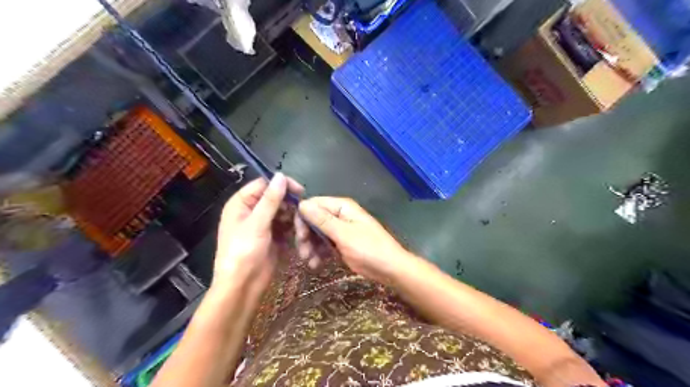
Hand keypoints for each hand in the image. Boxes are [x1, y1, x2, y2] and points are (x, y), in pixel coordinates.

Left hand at [216, 174, 301, 294]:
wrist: (243, 286)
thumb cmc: (243, 252)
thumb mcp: (256, 223)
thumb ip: (270, 199)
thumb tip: (281, 175)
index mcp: (241, 204)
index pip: (263, 185)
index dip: (281, 185)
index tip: (300, 191)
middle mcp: (252, 211)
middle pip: (276, 199)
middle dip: (290, 204)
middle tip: (303, 212)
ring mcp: (264, 225)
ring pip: (284, 212)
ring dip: (293, 218)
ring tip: (300, 227)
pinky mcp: (274, 237)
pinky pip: (287, 226)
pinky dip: (294, 228)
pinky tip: (299, 234)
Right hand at [299, 196, 414, 283]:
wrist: (390, 269)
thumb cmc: (369, 249)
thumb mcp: (344, 235)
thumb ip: (323, 220)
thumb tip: (302, 204)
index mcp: (342, 207)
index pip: (314, 204)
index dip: (303, 218)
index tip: (299, 235)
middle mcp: (339, 215)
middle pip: (313, 220)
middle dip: (306, 236)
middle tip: (303, 252)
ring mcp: (340, 230)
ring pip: (316, 234)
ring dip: (310, 247)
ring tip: (309, 262)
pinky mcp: (340, 243)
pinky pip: (323, 244)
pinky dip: (318, 253)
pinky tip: (315, 265)